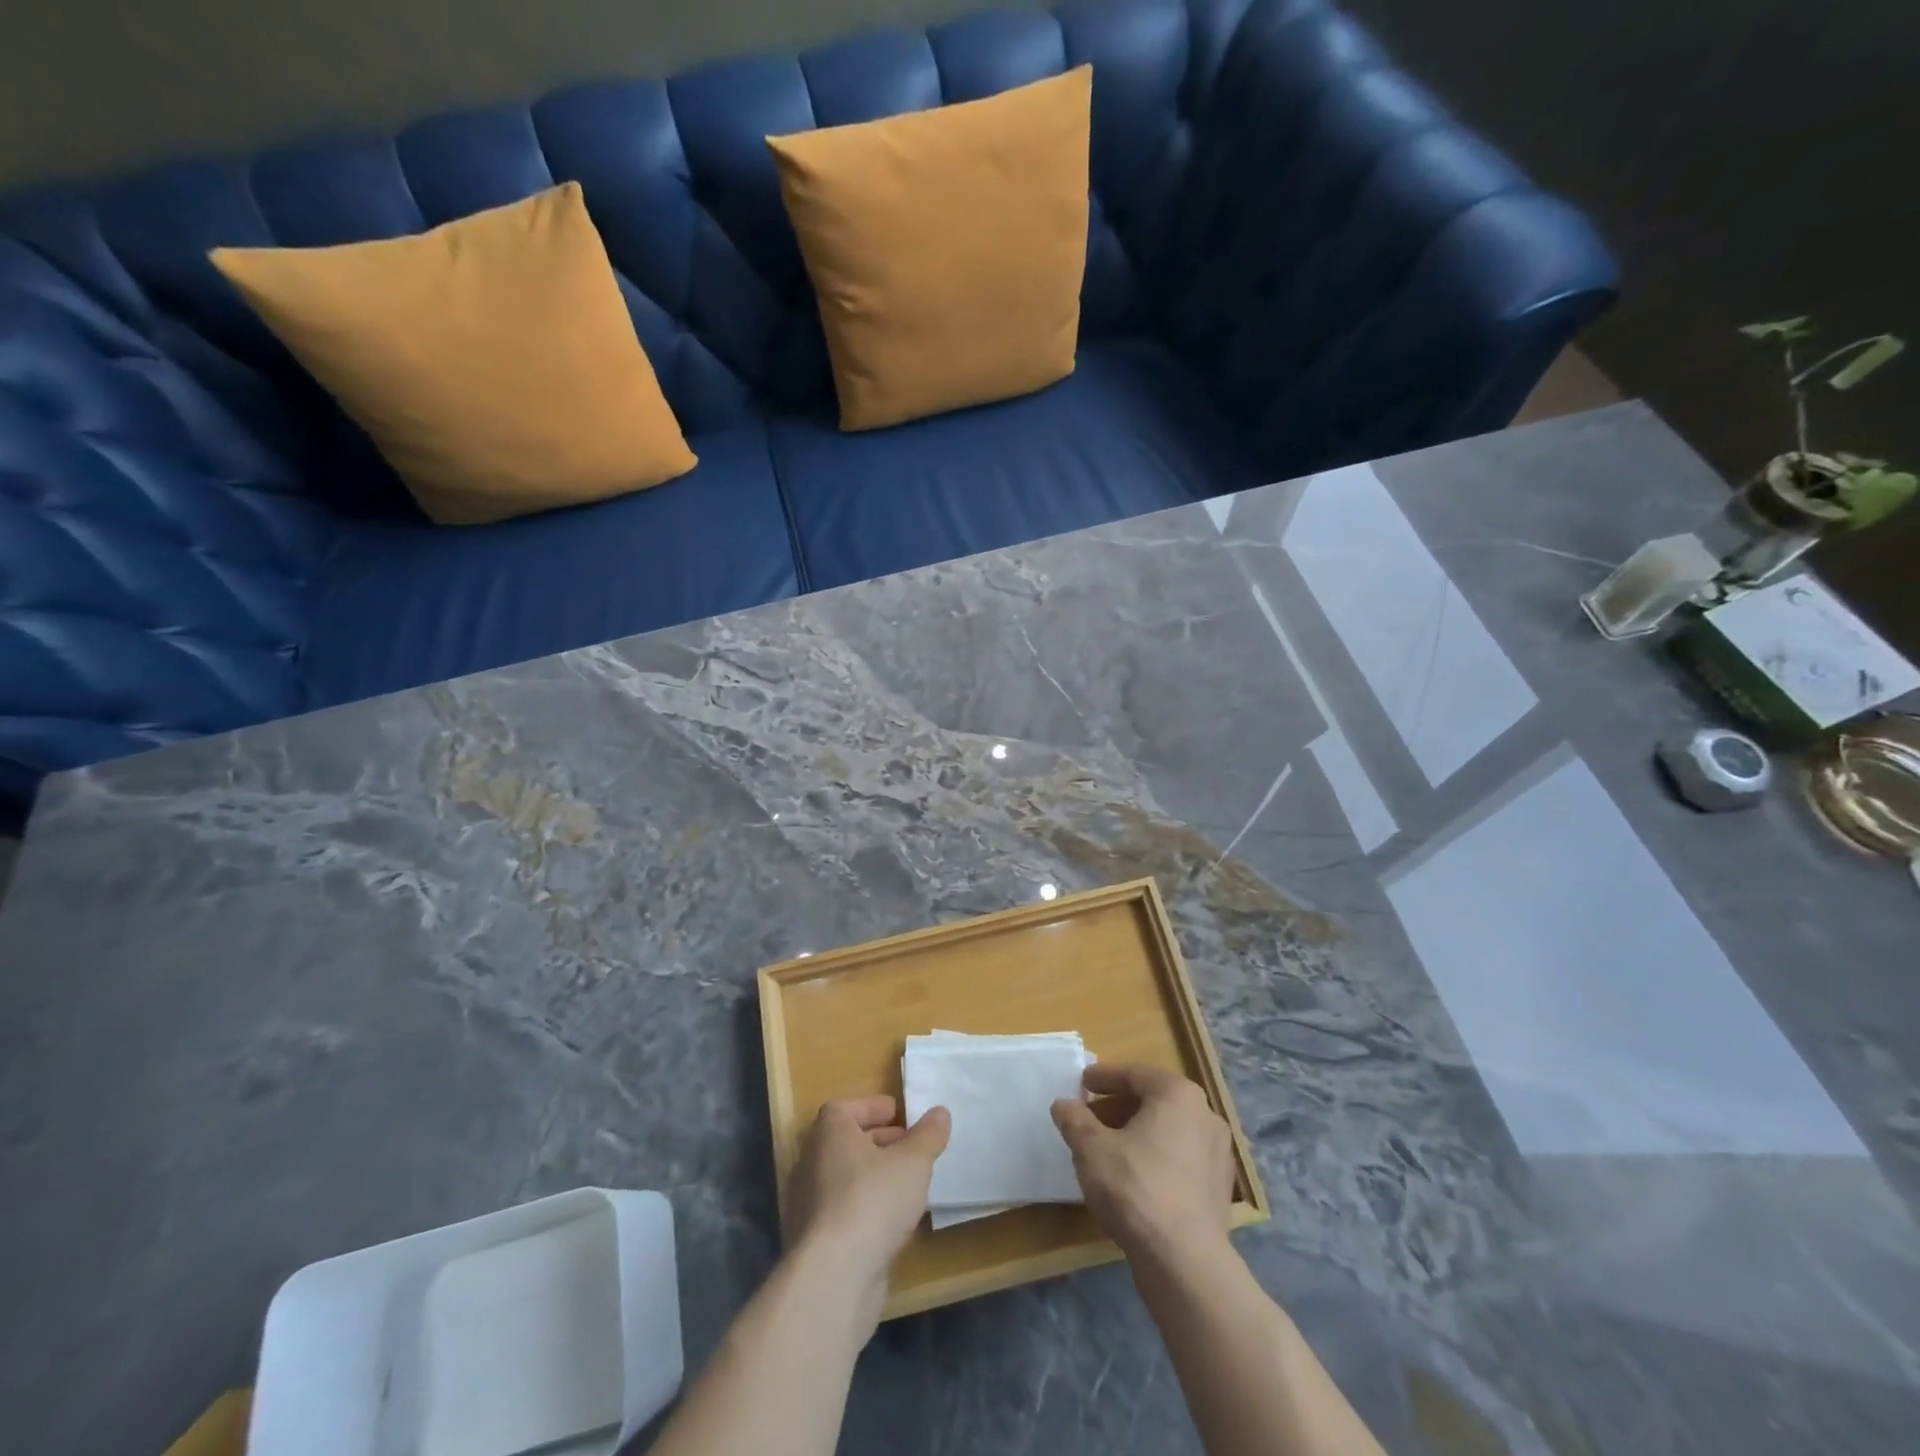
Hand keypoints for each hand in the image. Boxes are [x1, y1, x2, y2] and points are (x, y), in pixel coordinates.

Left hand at [783, 1095, 950, 1323]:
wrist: (833, 1277)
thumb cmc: (873, 1200)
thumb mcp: (914, 1162)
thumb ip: (928, 1135)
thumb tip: (940, 1112)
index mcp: (829, 1133)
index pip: (845, 1108)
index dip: (872, 1108)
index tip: (898, 1115)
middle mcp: (811, 1162)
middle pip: (846, 1142)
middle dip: (878, 1142)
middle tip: (909, 1148)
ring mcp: (807, 1204)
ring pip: (844, 1179)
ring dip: (873, 1177)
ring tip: (906, 1185)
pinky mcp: (813, 1242)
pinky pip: (842, 1212)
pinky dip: (864, 1208)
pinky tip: (890, 1222)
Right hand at [1051, 1064, 1235, 1264]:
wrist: (1185, 1262)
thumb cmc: (1135, 1188)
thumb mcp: (1091, 1149)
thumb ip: (1074, 1120)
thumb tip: (1063, 1105)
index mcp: (1177, 1094)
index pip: (1134, 1074)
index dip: (1104, 1078)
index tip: (1082, 1083)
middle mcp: (1205, 1115)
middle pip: (1154, 1100)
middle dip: (1119, 1107)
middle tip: (1090, 1117)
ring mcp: (1218, 1153)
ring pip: (1169, 1130)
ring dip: (1137, 1133)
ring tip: (1108, 1149)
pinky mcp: (1220, 1188)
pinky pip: (1181, 1158)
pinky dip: (1156, 1158)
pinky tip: (1134, 1178)